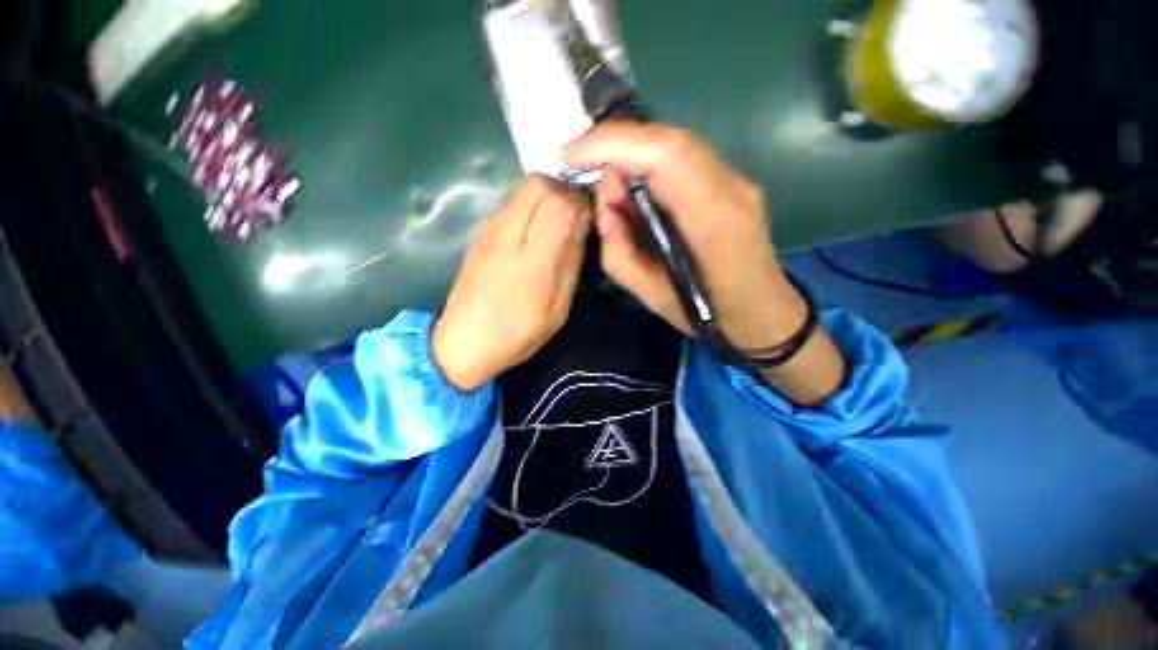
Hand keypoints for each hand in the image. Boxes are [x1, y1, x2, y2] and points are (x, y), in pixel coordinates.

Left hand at [433, 177, 590, 391]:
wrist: (464, 343)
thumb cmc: (518, 332)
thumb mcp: (557, 306)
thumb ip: (569, 263)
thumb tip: (580, 225)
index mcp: (533, 258)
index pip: (560, 201)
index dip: (579, 198)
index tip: (590, 211)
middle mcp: (507, 233)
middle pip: (538, 183)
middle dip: (563, 188)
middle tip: (575, 212)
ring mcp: (488, 231)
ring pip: (522, 189)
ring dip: (545, 195)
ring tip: (557, 220)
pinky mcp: (479, 235)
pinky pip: (509, 204)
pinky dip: (528, 205)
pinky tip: (534, 230)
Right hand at [564, 123, 844, 404]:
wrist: (764, 312)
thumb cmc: (708, 315)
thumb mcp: (652, 297)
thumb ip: (619, 252)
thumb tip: (605, 205)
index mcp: (714, 223)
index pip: (665, 156)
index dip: (612, 145)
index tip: (570, 157)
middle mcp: (731, 188)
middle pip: (668, 140)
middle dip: (613, 146)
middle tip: (583, 174)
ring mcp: (735, 181)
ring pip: (673, 145)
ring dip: (630, 158)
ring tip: (612, 197)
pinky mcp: (729, 182)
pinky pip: (680, 160)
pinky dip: (646, 166)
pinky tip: (635, 194)